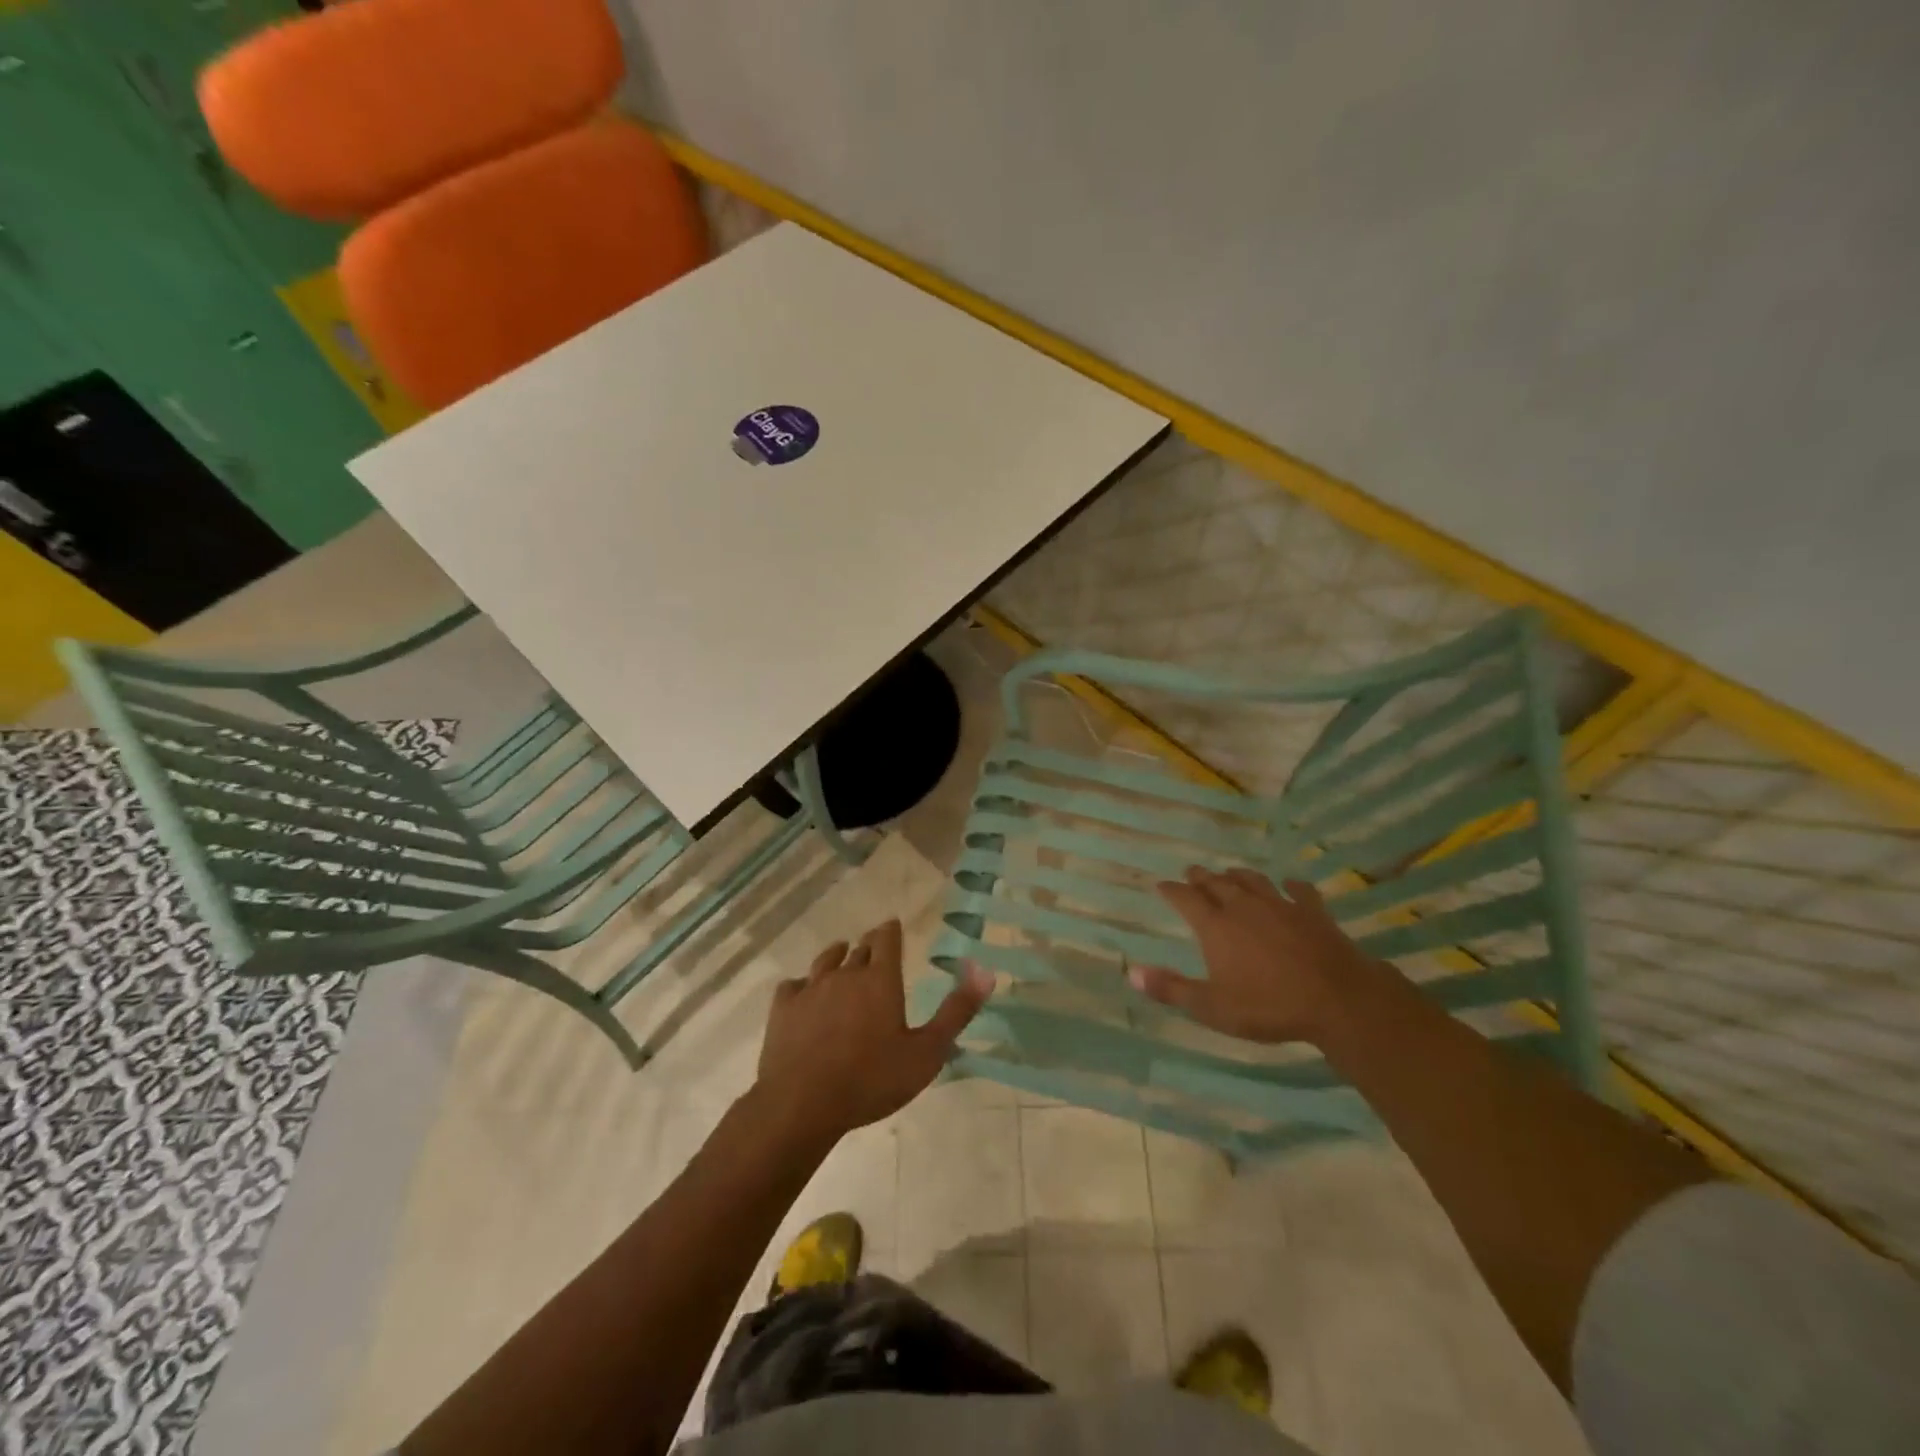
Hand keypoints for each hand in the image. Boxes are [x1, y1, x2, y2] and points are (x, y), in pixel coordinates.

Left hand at [756, 919, 993, 1146]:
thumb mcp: (927, 1052)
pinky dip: (801, 985)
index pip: (886, 939)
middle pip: (858, 950)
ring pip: (825, 961)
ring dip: (836, 956)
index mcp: (880, 980)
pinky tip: (803, 993)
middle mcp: (845, 974)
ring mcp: (810, 989)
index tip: (893, 927)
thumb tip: (986, 971)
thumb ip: (957, 1011)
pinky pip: (792, 985)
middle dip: (868, 947)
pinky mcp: (783, 1008)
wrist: (803, 1104)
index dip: (891, 931)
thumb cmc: (872, 1080)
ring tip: (841, 954)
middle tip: (873, 948)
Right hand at [1129, 868, 1377, 1043]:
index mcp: (1216, 926)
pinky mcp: (1313, 912)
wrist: (1337, 999)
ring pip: (1253, 881)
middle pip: (1217, 884)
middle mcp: (1243, 907)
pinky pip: (1300, 891)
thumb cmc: (1269, 1006)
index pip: (1186, 899)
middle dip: (1201, 877)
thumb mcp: (1212, 1007)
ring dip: (1237, 875)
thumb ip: (1171, 989)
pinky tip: (1290, 884)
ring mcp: (1280, 906)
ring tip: (1229, 872)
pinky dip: (1291, 885)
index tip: (1161, 885)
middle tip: (1192, 871)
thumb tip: (1131, 972)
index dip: (1171, 891)